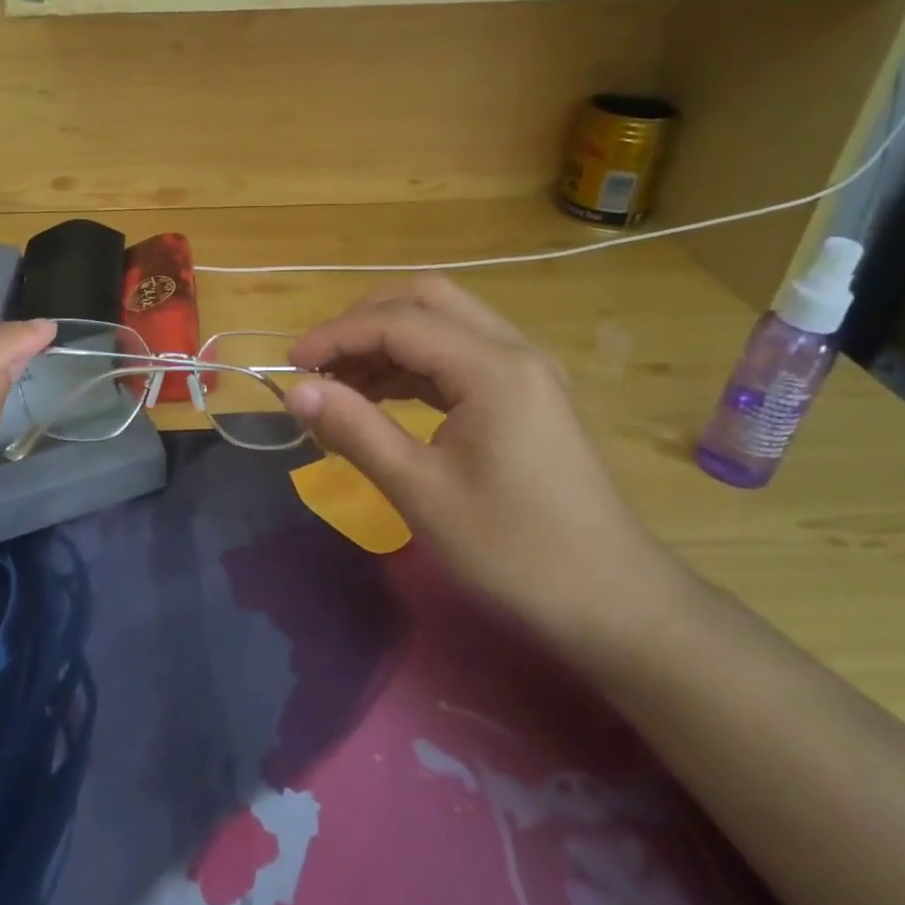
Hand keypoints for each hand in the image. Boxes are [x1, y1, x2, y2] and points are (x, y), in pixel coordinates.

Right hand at [286, 276, 681, 643]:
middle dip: (362, 322)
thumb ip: (355, 429)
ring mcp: (524, 370)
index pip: (397, 322)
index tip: (290, 365)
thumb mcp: (421, 491)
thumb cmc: (514, 551)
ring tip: (339, 384)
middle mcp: (513, 350)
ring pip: (442, 323)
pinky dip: (413, 364)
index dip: (336, 335)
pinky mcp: (525, 395)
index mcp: (492, 367)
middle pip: (425, 299)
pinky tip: (380, 397)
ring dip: (386, 341)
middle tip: (319, 364)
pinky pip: (458, 355)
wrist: (615, 604)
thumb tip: (296, 391)